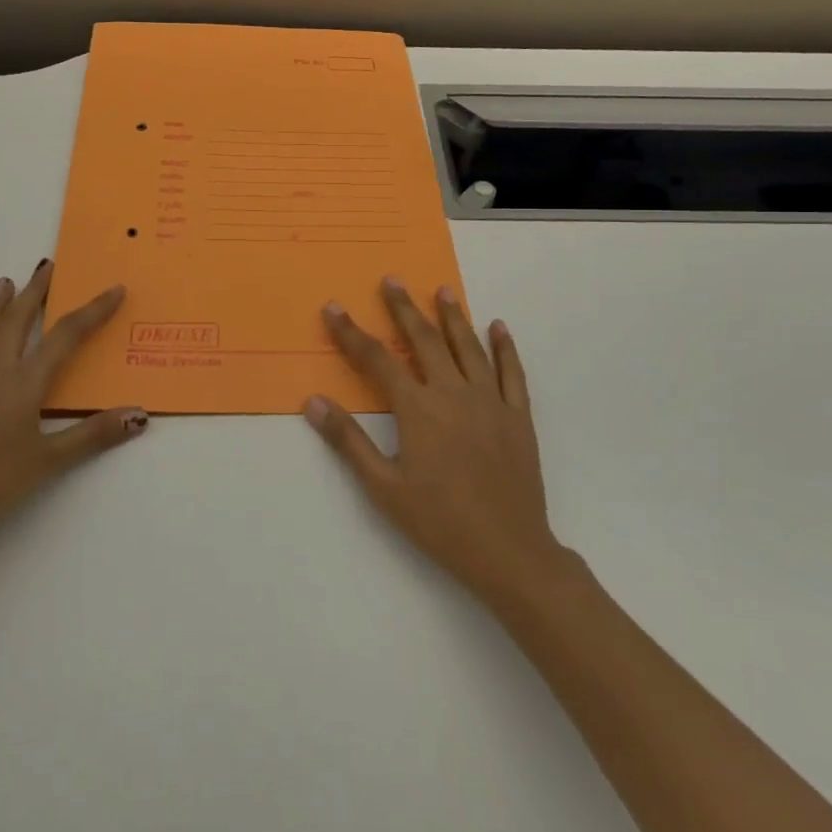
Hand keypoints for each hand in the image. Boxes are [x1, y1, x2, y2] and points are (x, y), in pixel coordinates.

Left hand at [0, 260, 147, 563]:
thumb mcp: (50, 462)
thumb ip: (94, 435)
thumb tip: (139, 414)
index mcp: (23, 385)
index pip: (65, 338)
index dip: (92, 312)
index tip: (114, 289)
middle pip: (17, 325)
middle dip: (35, 294)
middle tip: (48, 268)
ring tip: (4, 283)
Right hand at [304, 278, 566, 609]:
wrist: (508, 551)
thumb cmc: (439, 522)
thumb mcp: (383, 488)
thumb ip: (348, 441)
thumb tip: (313, 401)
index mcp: (418, 409)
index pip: (377, 360)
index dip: (351, 333)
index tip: (334, 308)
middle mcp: (453, 393)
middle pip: (424, 340)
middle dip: (404, 308)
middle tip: (392, 280)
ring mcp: (490, 401)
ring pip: (468, 347)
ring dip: (453, 316)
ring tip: (442, 290)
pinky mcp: (518, 416)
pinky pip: (511, 372)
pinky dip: (504, 347)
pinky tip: (498, 326)